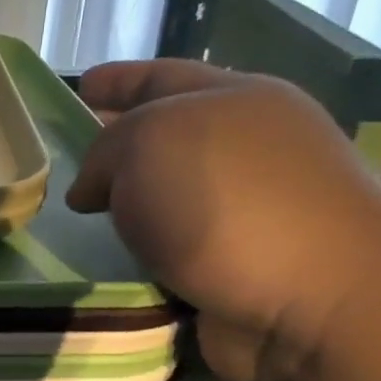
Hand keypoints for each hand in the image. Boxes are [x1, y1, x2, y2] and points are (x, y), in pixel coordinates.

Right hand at [66, 59, 380, 380]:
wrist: (313, 304)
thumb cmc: (227, 200)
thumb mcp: (146, 143)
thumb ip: (104, 152)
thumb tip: (93, 190)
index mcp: (237, 98)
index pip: (162, 76)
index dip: (117, 79)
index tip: (80, 85)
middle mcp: (249, 149)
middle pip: (167, 139)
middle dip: (118, 149)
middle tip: (67, 162)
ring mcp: (252, 213)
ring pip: (168, 201)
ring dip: (127, 211)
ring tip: (76, 219)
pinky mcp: (241, 271)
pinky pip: (172, 254)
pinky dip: (141, 259)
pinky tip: (109, 263)